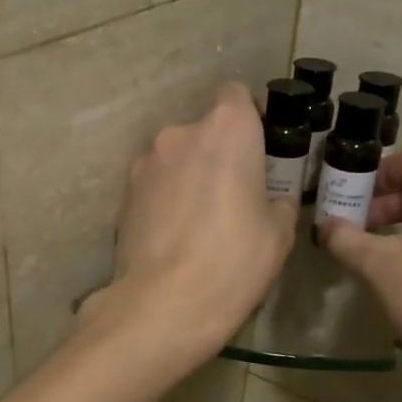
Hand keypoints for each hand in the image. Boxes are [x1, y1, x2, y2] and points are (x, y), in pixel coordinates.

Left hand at [88, 83, 298, 364]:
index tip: (259, 151)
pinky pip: (154, 184)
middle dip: (219, 155)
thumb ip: (278, 203)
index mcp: (227, 129)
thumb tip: (273, 200)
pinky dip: (165, 199)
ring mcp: (145, 162)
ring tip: (199, 223)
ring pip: (176, 158)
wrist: (164, 305)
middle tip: (233, 197)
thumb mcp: (278, 235)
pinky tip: (174, 236)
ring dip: (189, 177)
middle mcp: (180, 133)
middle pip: (205, 131)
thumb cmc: (234, 261)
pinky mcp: (123, 193)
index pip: (237, 96)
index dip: (250, 118)